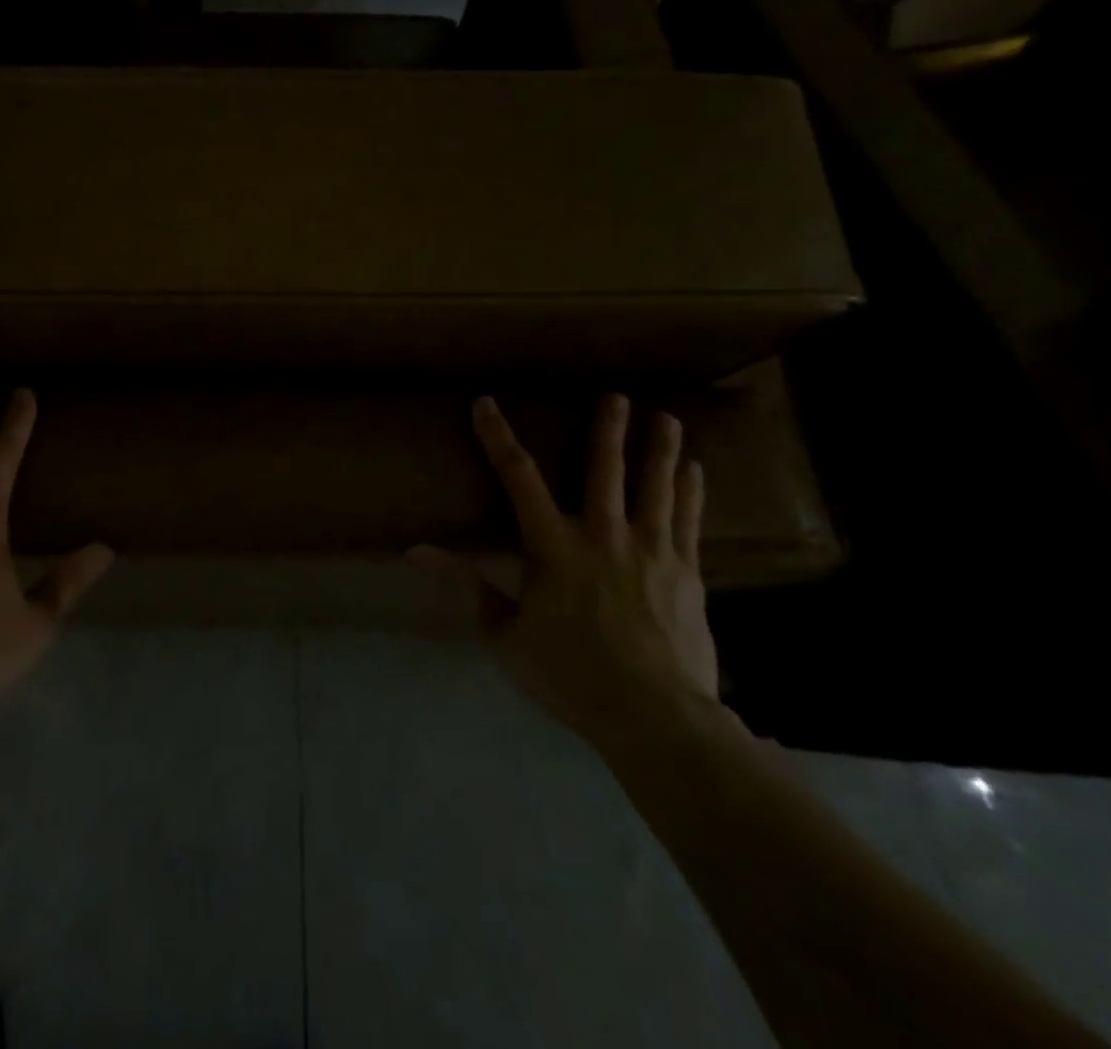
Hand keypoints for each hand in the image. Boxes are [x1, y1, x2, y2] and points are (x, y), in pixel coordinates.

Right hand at [412, 394, 718, 747]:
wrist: (653, 715)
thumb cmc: (568, 673)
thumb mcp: (504, 633)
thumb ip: (465, 585)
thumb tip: (415, 551)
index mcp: (552, 545)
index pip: (518, 477)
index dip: (498, 437)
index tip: (486, 404)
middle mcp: (601, 533)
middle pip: (604, 468)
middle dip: (608, 429)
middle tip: (617, 395)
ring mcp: (649, 549)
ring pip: (654, 486)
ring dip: (658, 449)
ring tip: (667, 417)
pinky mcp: (685, 572)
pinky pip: (689, 520)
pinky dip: (689, 492)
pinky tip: (695, 471)